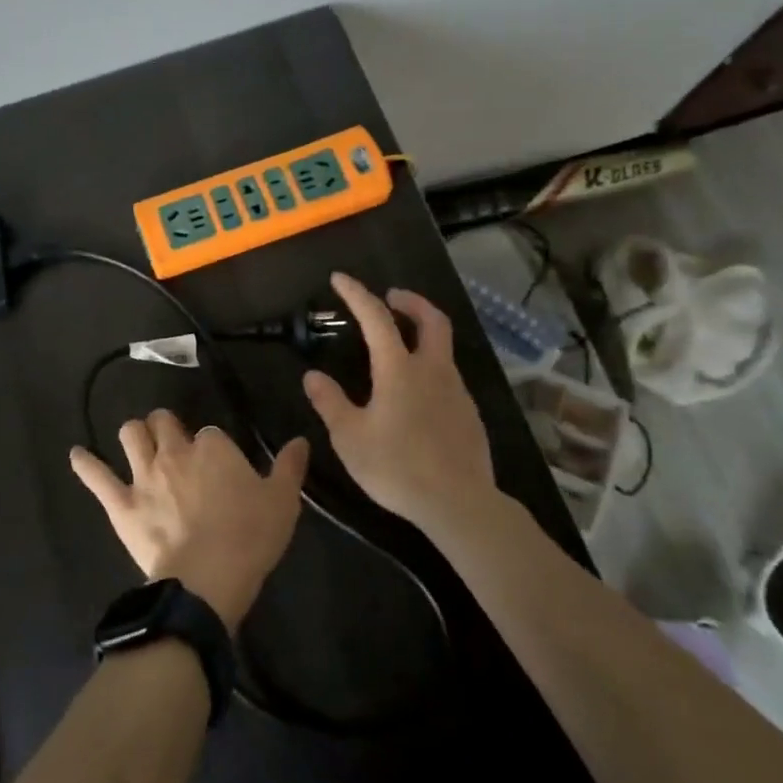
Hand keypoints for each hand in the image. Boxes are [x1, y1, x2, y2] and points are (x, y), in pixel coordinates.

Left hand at [69, 410, 309, 629]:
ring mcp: (143, 475)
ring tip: (138, 444)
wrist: (207, 580)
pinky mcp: (121, 503)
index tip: (218, 466)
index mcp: (213, 447)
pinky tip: (77, 455)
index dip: (213, 447)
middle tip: (173, 444)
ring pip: (130, 434)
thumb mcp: (282, 502)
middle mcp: (174, 451)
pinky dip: (85, 464)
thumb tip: (301, 440)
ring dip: (134, 435)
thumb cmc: (249, 539)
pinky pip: (97, 476)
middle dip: (167, 427)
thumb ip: (290, 467)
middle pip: (163, 422)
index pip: (210, 433)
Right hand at [302, 272, 494, 536]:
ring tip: (398, 349)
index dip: (356, 294)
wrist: (459, 504)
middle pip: (431, 320)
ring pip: (443, 349)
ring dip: (422, 336)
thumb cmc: (397, 467)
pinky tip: (417, 395)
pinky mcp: (470, 415)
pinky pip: (448, 378)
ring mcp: (457, 392)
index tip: (340, 279)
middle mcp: (433, 371)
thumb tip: (313, 376)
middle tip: (390, 298)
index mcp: (399, 369)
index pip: (376, 317)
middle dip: (410, 301)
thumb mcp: (350, 437)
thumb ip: (330, 402)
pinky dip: (431, 368)